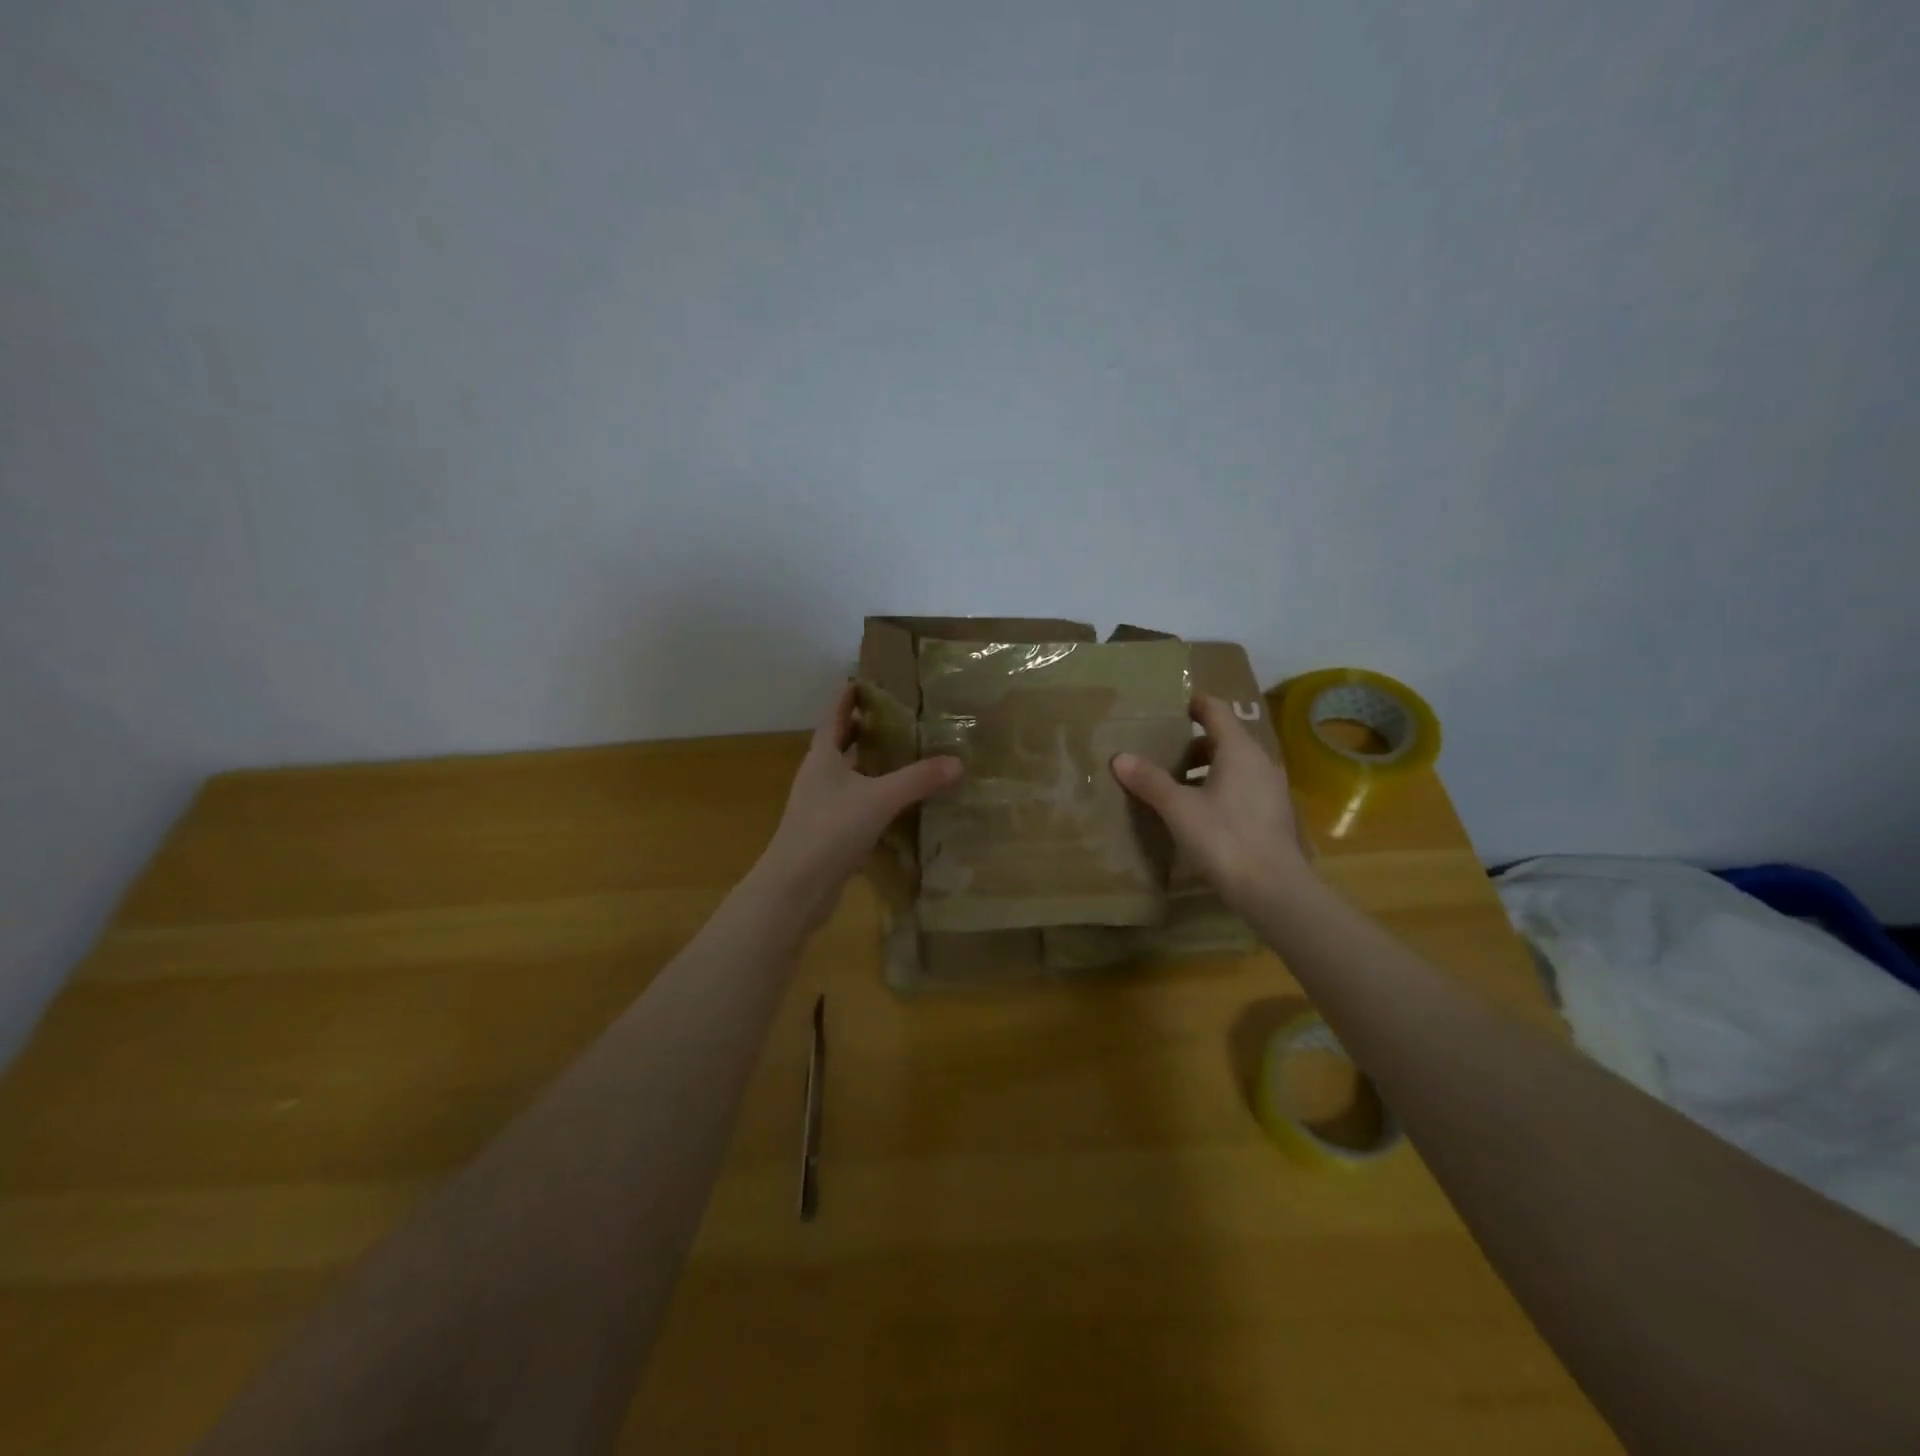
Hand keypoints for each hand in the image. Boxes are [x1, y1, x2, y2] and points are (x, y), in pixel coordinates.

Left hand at [756, 683, 962, 928]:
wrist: (796, 888)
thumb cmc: (830, 830)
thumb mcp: (880, 798)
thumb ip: (918, 779)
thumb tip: (958, 762)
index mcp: (822, 757)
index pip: (835, 716)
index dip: (849, 697)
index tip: (868, 680)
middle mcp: (819, 777)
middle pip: (841, 744)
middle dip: (866, 730)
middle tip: (899, 717)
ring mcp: (821, 807)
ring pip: (850, 776)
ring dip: (872, 765)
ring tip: (906, 755)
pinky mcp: (829, 833)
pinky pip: (856, 806)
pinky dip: (875, 798)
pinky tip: (899, 804)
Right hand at [1111, 695, 1309, 915]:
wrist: (1274, 890)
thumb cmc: (1225, 838)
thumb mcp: (1179, 808)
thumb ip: (1150, 780)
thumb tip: (1119, 757)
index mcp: (1239, 750)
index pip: (1216, 710)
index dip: (1193, 705)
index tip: (1169, 708)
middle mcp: (1260, 762)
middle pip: (1223, 739)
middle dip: (1190, 744)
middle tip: (1159, 753)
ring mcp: (1270, 789)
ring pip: (1232, 766)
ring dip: (1203, 770)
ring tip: (1172, 786)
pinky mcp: (1272, 814)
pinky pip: (1241, 787)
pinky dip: (1217, 789)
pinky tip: (1196, 813)